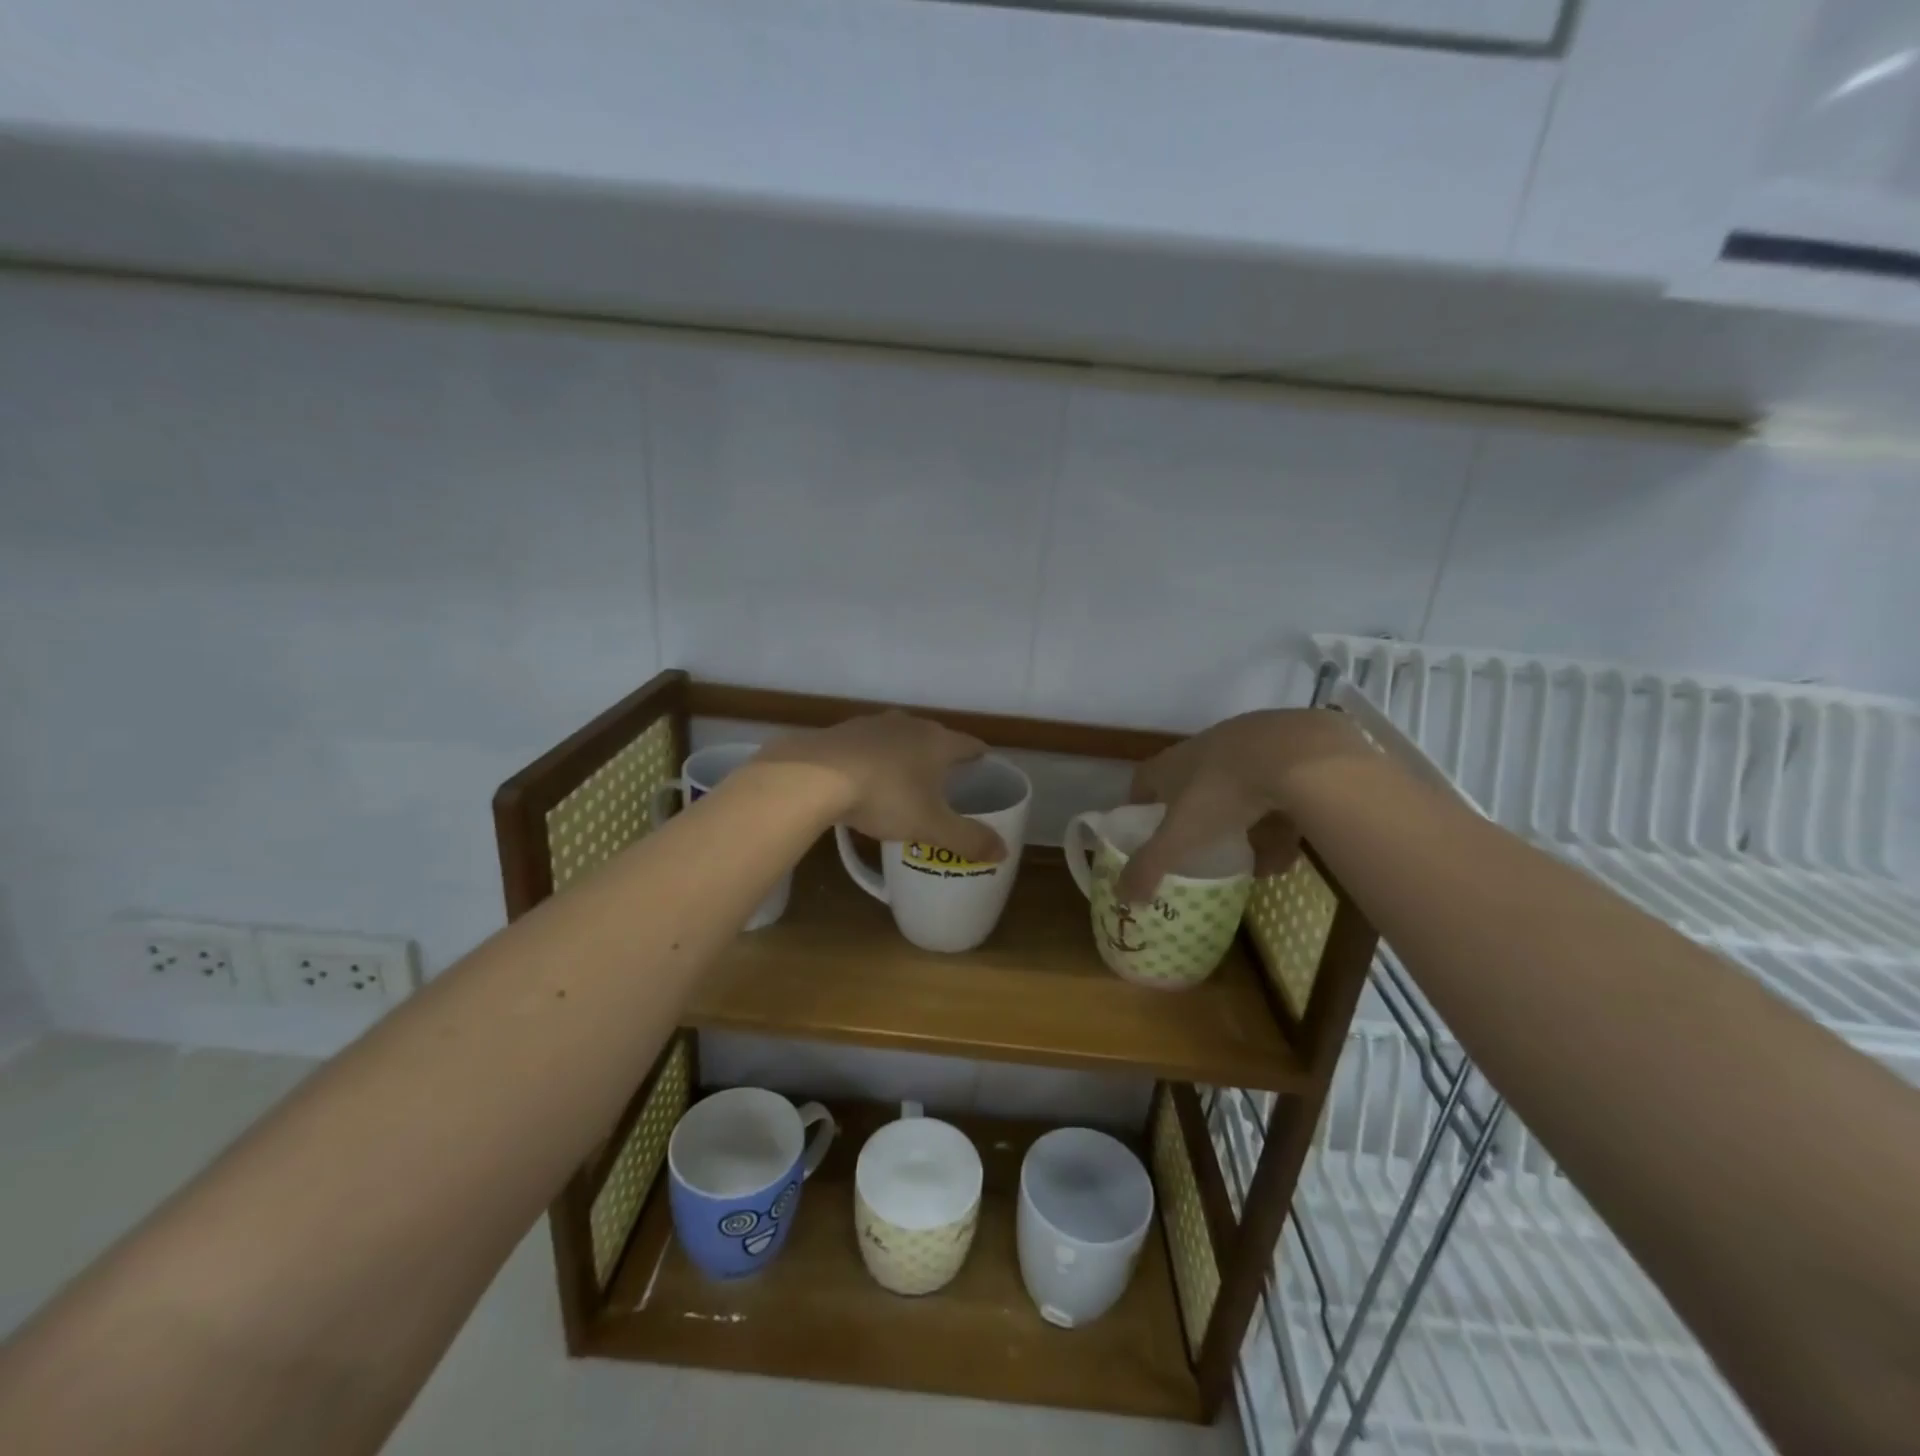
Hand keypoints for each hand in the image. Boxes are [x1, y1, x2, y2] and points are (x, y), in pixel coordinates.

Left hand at [760, 711, 1007, 863]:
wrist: (815, 776)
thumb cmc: (885, 797)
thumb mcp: (931, 826)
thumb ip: (968, 839)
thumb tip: (1003, 851)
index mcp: (938, 742)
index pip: (970, 745)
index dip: (979, 758)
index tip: (983, 770)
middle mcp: (909, 724)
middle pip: (935, 737)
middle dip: (942, 757)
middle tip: (946, 783)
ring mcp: (873, 724)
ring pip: (900, 738)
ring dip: (906, 755)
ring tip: (906, 780)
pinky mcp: (843, 731)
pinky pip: (869, 744)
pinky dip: (874, 759)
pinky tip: (865, 778)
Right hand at [1118, 709, 1372, 902]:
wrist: (1295, 754)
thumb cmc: (1221, 792)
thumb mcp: (1179, 837)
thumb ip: (1150, 867)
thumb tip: (1122, 897)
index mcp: (1171, 765)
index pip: (1143, 783)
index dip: (1140, 809)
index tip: (1145, 835)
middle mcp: (1205, 752)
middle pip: (1193, 791)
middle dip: (1199, 826)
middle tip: (1204, 855)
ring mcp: (1248, 750)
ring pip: (1240, 798)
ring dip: (1247, 833)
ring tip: (1258, 866)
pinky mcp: (1288, 756)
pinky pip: (1278, 798)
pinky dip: (1281, 827)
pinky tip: (1290, 855)